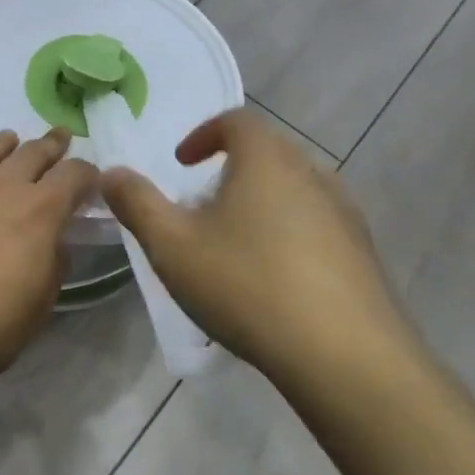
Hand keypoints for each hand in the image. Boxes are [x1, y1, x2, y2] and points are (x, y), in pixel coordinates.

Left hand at [0, 129, 97, 383]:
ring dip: (6, 143)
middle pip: (35, 151)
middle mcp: (3, 184)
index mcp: (42, 211)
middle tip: (60, 141)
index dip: (87, 174)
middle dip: (53, 145)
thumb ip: (54, 265)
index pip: (75, 175)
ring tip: (11, 142)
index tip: (90, 179)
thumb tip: (55, 242)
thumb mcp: (40, 305)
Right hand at [100, 108, 412, 378]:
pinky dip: (289, 233)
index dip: (204, 134)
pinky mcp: (363, 251)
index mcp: (267, 159)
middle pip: (268, 153)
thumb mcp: (173, 246)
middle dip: (230, 170)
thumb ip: (137, 204)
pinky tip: (274, 279)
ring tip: (235, 244)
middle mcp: (312, 172)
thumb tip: (111, 173)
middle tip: (202, 207)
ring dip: (261, 203)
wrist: (345, 354)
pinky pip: (317, 224)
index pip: (236, 121)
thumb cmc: (248, 285)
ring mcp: (345, 211)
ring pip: (294, 190)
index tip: (182, 163)